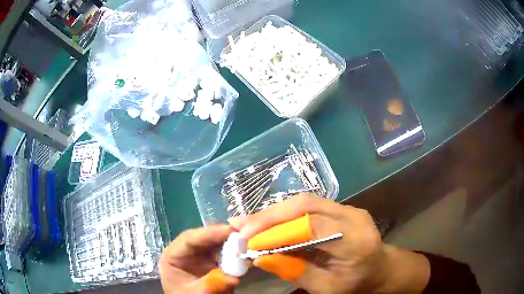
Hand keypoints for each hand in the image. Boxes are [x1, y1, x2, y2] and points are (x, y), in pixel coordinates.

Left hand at [159, 225, 239, 293]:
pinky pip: (224, 254)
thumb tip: (234, 277)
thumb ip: (210, 284)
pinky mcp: (212, 263)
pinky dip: (235, 253)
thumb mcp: (193, 293)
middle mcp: (186, 251)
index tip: (230, 230)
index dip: (209, 233)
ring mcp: (200, 256)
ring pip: (216, 243)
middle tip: (245, 231)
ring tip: (249, 239)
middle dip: (224, 235)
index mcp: (173, 255)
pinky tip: (246, 252)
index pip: (189, 238)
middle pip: (204, 238)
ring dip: (231, 242)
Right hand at [229, 194, 429, 293]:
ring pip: (303, 202)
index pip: (314, 226)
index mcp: (356, 241)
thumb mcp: (328, 288)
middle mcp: (353, 216)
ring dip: (273, 213)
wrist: (381, 268)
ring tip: (247, 224)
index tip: (248, 241)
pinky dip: (283, 215)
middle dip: (269, 216)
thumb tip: (261, 257)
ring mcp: (348, 208)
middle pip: (305, 204)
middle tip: (241, 227)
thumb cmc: (357, 284)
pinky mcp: (340, 208)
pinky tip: (266, 223)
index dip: (278, 231)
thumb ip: (296, 272)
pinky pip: (307, 207)